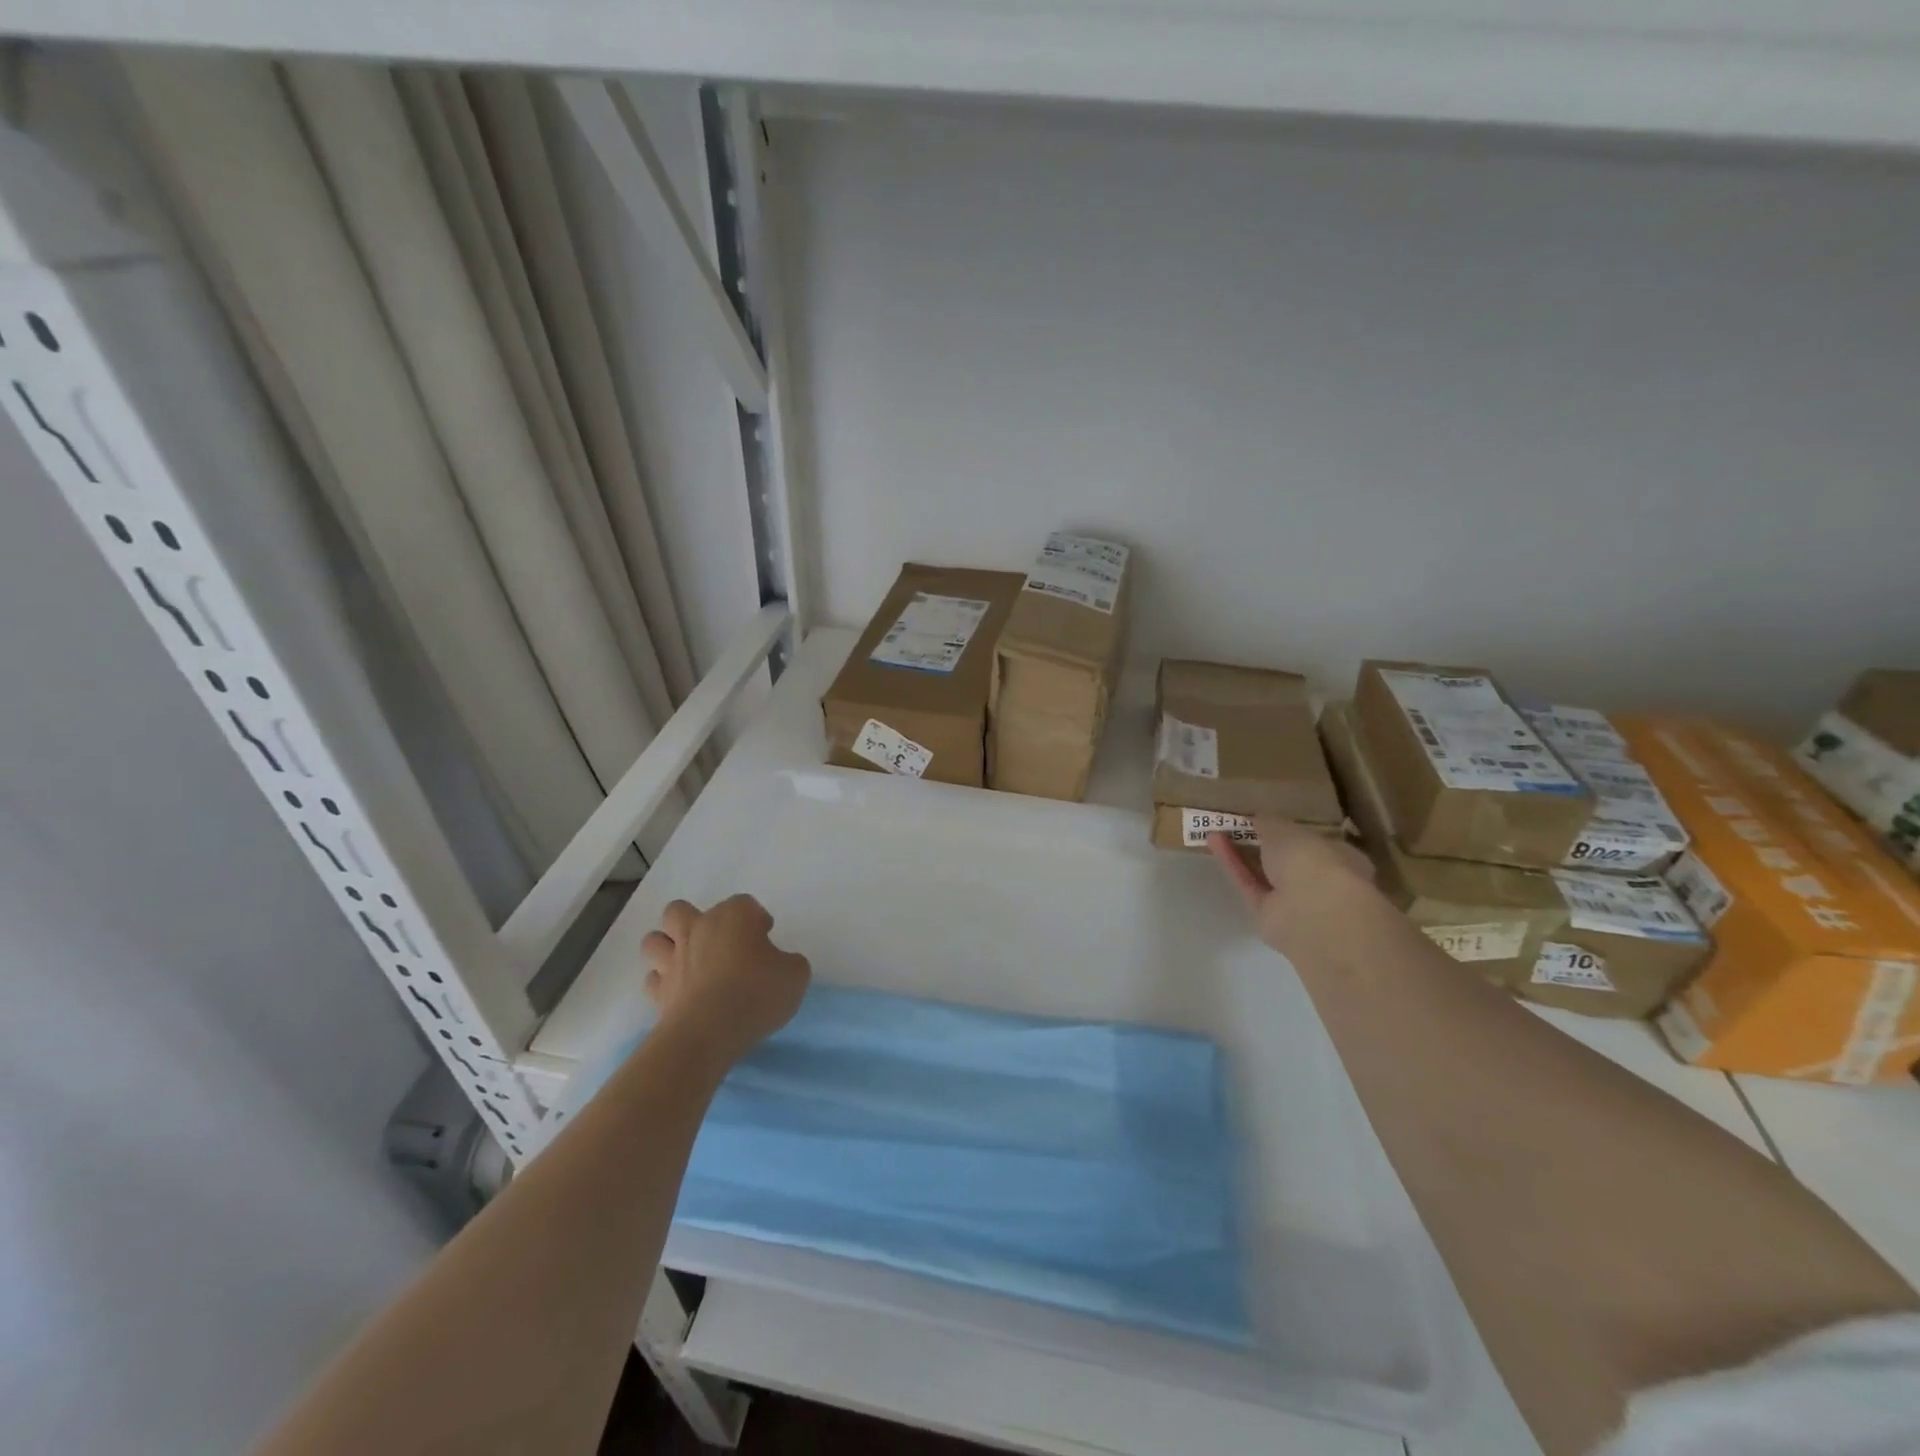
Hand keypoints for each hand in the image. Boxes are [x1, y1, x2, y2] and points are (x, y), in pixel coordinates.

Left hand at [641, 895, 810, 1066]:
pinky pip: (653, 978)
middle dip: (693, 920)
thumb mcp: (796, 976)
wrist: (709, 1033)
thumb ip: (790, 963)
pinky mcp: (658, 992)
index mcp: (733, 917)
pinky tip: (681, 992)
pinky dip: (663, 982)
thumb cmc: (756, 993)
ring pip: (655, 939)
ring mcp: (673, 960)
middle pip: (680, 910)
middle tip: (717, 943)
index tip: (766, 938)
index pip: (744, 903)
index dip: (756, 919)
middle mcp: (698, 929)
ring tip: (689, 963)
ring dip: (668, 947)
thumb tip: (780, 965)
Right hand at [1208, 816, 1374, 953]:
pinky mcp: (1268, 915)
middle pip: (1285, 860)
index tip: (1266, 819)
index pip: (1314, 842)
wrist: (1313, 913)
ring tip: (1217, 830)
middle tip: (1237, 825)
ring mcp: (1294, 902)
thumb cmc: (1313, 861)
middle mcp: (1319, 881)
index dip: (1290, 830)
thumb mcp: (1287, 830)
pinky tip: (1214, 842)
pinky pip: (1248, 884)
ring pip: (1263, 873)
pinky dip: (1232, 864)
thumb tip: (1257, 818)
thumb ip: (1270, 823)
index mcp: (1340, 858)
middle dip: (1262, 844)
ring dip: (1241, 852)